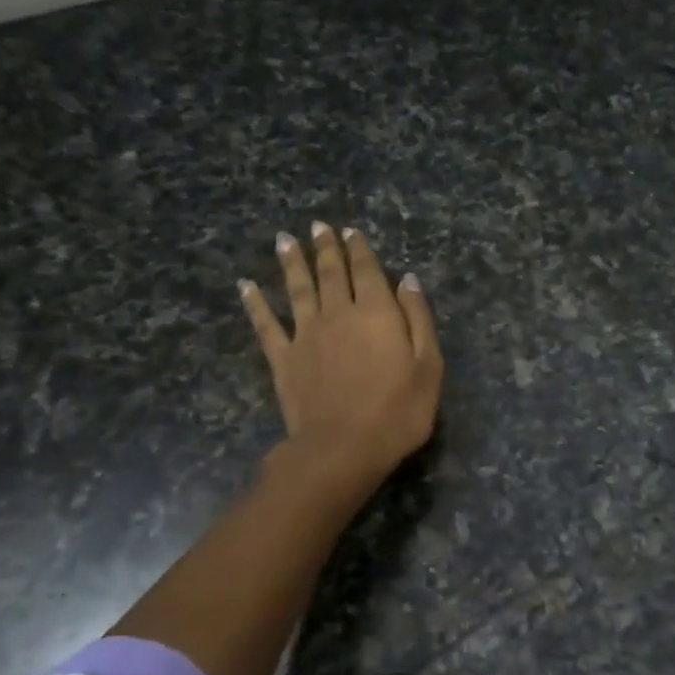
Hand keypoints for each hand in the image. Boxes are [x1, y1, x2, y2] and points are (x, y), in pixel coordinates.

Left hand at [239, 223, 441, 488]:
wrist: (343, 447)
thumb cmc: (398, 410)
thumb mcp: (428, 366)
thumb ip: (418, 319)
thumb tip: (407, 280)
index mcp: (376, 312)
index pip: (366, 270)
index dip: (359, 249)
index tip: (350, 231)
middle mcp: (338, 313)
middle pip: (330, 272)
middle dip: (325, 247)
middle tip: (318, 226)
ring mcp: (306, 335)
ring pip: (297, 289)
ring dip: (291, 262)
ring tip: (285, 240)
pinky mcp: (283, 359)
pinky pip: (266, 325)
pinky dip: (255, 304)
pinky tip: (246, 286)